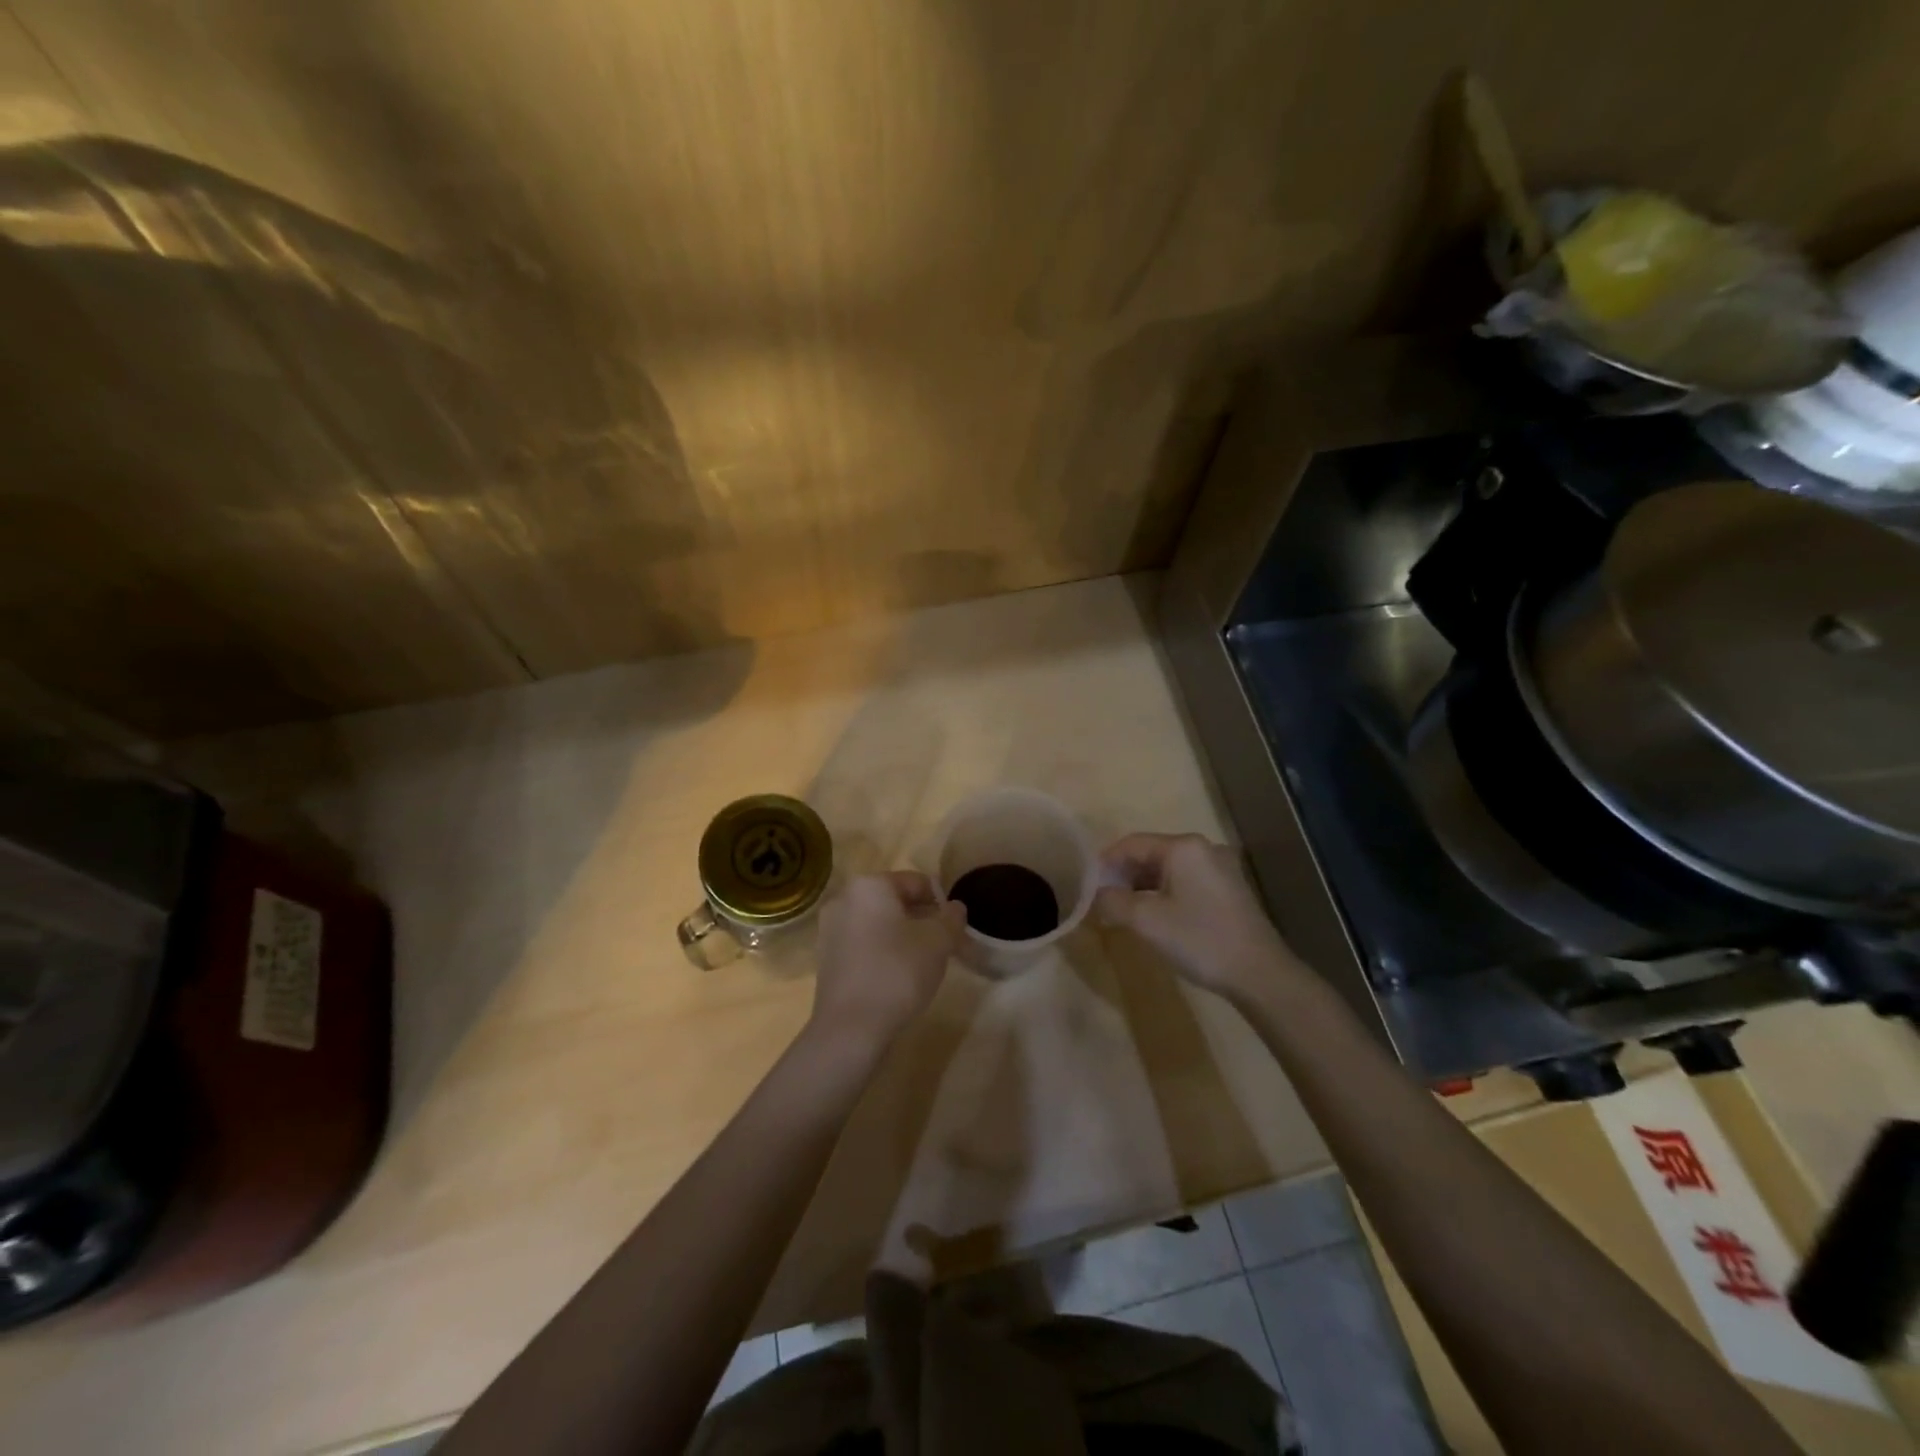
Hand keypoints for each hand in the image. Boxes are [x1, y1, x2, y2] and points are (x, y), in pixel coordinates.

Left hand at [811, 872, 965, 1048]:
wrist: (851, 1027)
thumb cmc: (897, 971)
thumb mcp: (938, 941)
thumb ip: (951, 918)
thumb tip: (954, 908)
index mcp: (870, 885)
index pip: (916, 882)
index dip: (940, 902)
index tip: (954, 929)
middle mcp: (844, 898)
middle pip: (894, 901)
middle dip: (920, 919)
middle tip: (941, 946)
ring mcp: (830, 928)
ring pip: (878, 923)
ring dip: (901, 935)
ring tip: (921, 963)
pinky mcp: (826, 957)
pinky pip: (862, 943)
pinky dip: (881, 951)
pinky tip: (895, 976)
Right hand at [1095, 833, 1297, 1000]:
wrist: (1260, 974)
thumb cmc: (1200, 939)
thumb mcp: (1146, 922)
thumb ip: (1113, 902)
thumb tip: (1097, 895)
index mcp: (1183, 847)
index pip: (1132, 843)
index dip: (1105, 862)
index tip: (1086, 884)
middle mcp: (1203, 849)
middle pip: (1151, 853)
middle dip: (1123, 875)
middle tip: (1102, 900)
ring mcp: (1220, 868)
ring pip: (1168, 869)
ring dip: (1142, 886)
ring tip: (1122, 910)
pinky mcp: (1229, 889)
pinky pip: (1186, 881)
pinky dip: (1164, 893)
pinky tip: (1154, 916)